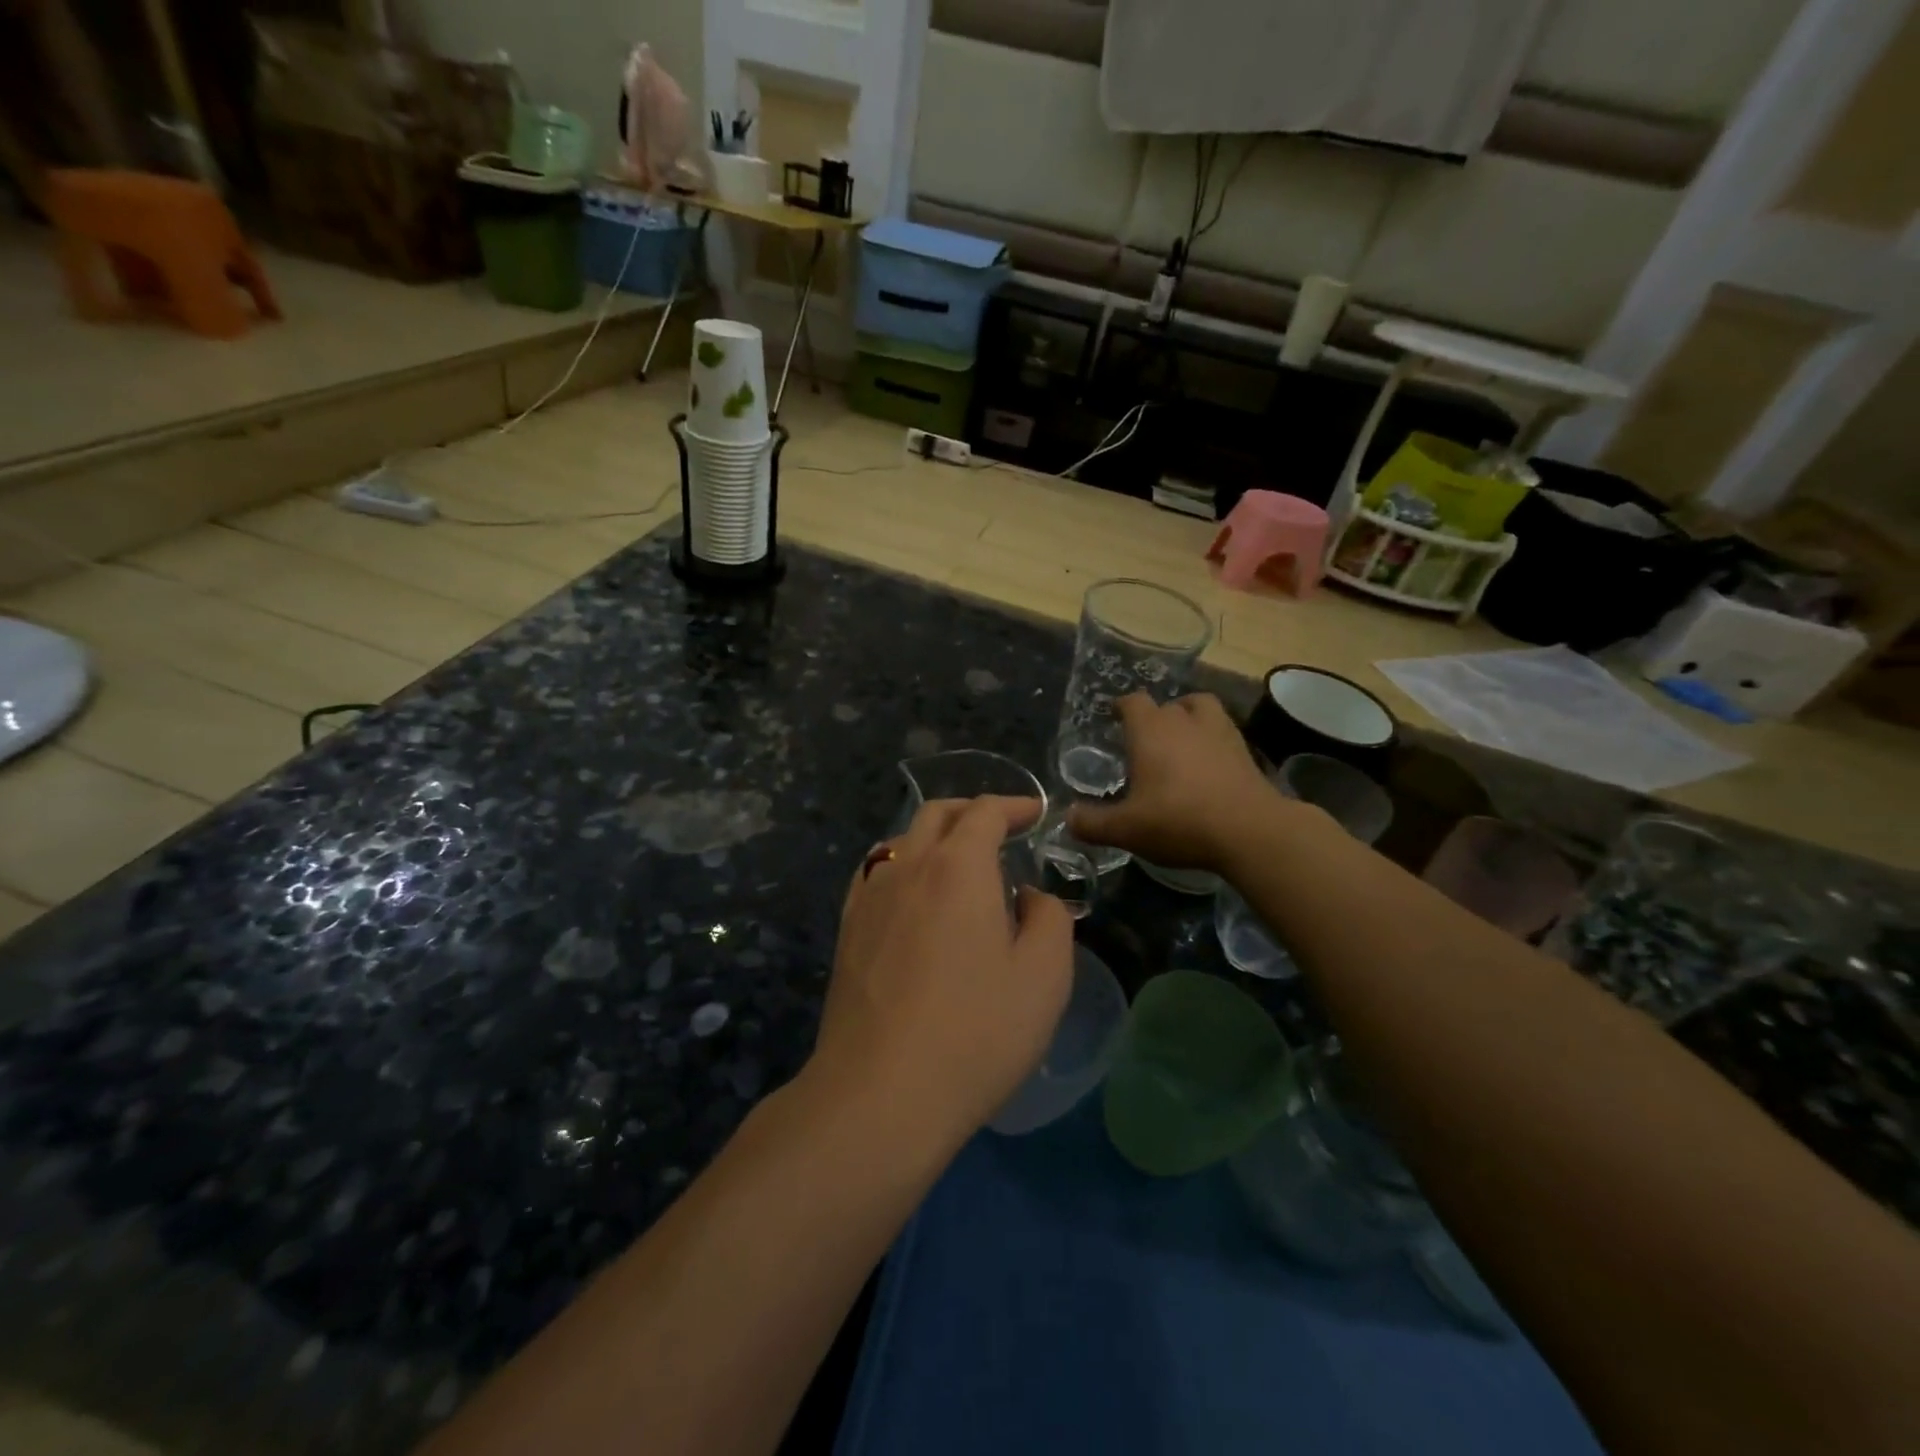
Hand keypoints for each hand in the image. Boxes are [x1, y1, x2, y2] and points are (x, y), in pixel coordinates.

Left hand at [813, 797, 1074, 1140]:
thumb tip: (1028, 896)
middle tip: (1002, 829)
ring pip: (901, 840)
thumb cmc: (976, 1031)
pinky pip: (876, 873)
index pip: (985, 812)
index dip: (1015, 805)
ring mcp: (869, 896)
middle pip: (937, 814)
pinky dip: (903, 865)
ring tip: (959, 863)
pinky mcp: (847, 929)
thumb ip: (1049, 918)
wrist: (880, 1092)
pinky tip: (914, 897)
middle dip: (973, 811)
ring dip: (935, 837)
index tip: (1038, 815)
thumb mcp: (1044, 976)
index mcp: (957, 867)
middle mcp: (907, 866)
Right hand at [1067, 693, 1281, 871]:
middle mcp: (1183, 721)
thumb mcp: (1126, 829)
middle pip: (1165, 704)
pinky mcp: (1244, 750)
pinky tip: (1208, 762)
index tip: (1114, 716)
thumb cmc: (1178, 821)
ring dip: (1188, 716)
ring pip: (1200, 708)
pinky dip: (1212, 738)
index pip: (1132, 702)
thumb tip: (1067, 818)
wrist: (1249, 831)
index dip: (1121, 707)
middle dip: (1152, 718)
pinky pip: (1223, 731)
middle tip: (1143, 741)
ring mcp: (1219, 731)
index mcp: (1150, 731)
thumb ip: (1092, 823)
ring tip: (1181, 738)